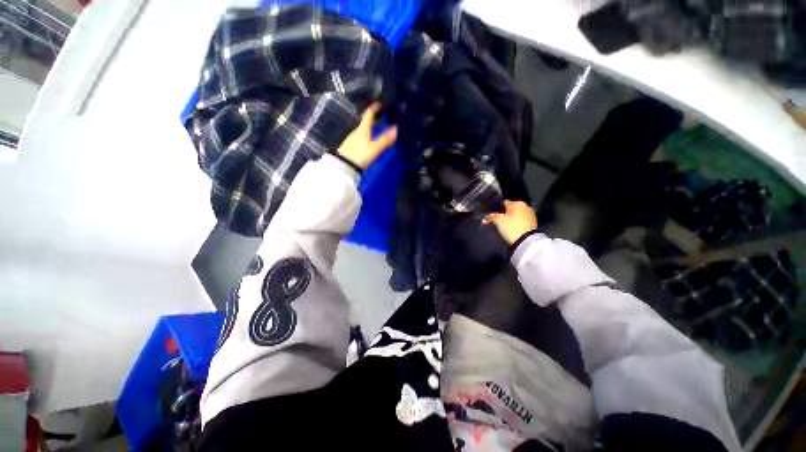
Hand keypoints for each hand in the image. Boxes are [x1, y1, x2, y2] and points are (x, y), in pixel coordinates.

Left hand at [337, 103, 397, 169]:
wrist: (344, 166)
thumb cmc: (360, 155)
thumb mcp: (375, 148)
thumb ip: (385, 139)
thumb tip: (396, 128)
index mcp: (363, 129)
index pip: (369, 114)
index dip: (374, 108)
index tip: (380, 103)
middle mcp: (357, 131)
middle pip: (365, 121)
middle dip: (373, 117)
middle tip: (381, 115)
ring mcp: (352, 139)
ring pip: (362, 129)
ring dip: (369, 126)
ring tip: (376, 127)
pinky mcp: (350, 146)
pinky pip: (360, 136)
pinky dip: (366, 134)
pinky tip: (368, 139)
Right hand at [485, 200, 537, 244]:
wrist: (526, 241)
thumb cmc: (511, 227)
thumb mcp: (498, 221)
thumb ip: (491, 216)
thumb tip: (485, 216)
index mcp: (517, 203)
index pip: (502, 203)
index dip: (495, 209)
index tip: (490, 215)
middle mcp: (525, 206)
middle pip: (509, 209)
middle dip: (501, 215)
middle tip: (494, 222)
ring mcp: (530, 215)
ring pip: (515, 215)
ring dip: (508, 220)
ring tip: (501, 227)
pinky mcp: (532, 223)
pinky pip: (520, 221)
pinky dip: (514, 223)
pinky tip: (509, 229)